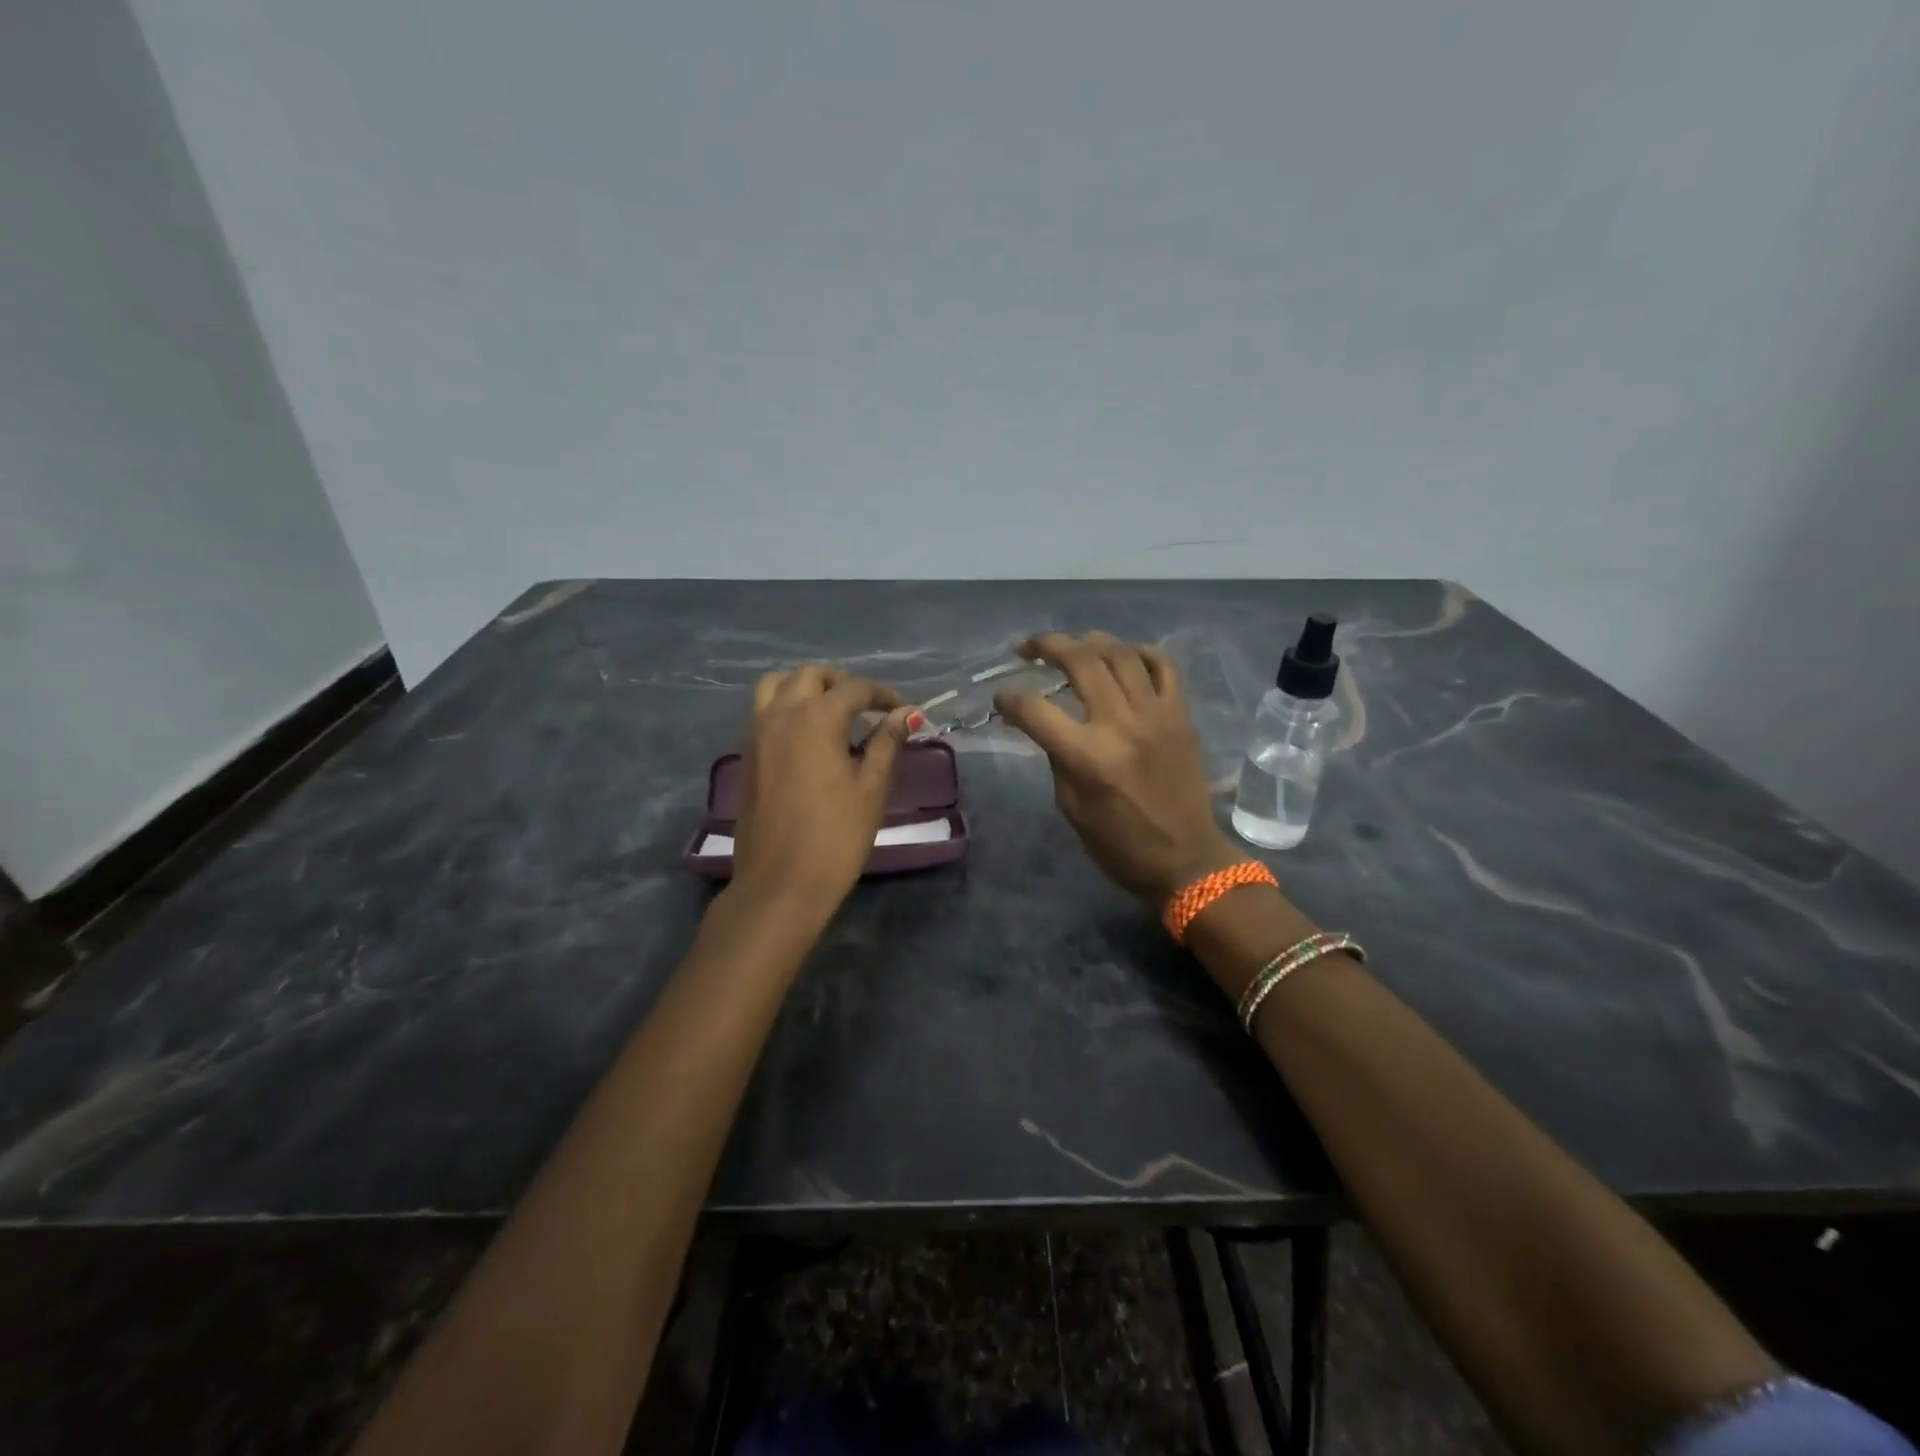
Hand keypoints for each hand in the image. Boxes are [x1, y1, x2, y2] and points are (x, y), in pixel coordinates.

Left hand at [730, 666, 911, 923]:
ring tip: (831, 711)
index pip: (854, 689)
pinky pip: (763, 712)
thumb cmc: (836, 836)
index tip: (903, 709)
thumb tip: (905, 714)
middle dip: (842, 683)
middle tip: (867, 706)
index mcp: (816, 717)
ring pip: (776, 686)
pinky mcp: (746, 755)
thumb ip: (887, 743)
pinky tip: (807, 736)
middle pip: (811, 676)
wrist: (780, 883)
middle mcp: (781, 714)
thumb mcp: (871, 788)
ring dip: (806, 687)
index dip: (883, 694)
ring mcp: (756, 733)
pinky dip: (785, 707)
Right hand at [996, 632, 1239, 902]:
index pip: (1035, 709)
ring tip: (1073, 646)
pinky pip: (1163, 665)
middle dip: (1047, 646)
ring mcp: (1156, 714)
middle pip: (1080, 661)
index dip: (1009, 698)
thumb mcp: (1070, 807)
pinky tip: (1124, 656)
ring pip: (1120, 653)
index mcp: (1087, 756)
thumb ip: (1057, 757)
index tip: (1001, 697)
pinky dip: (1140, 652)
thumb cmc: (1119, 845)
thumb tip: (1046, 724)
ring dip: (1090, 641)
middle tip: (1029, 649)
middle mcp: (1121, 724)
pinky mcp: (1181, 715)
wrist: (1187, 859)